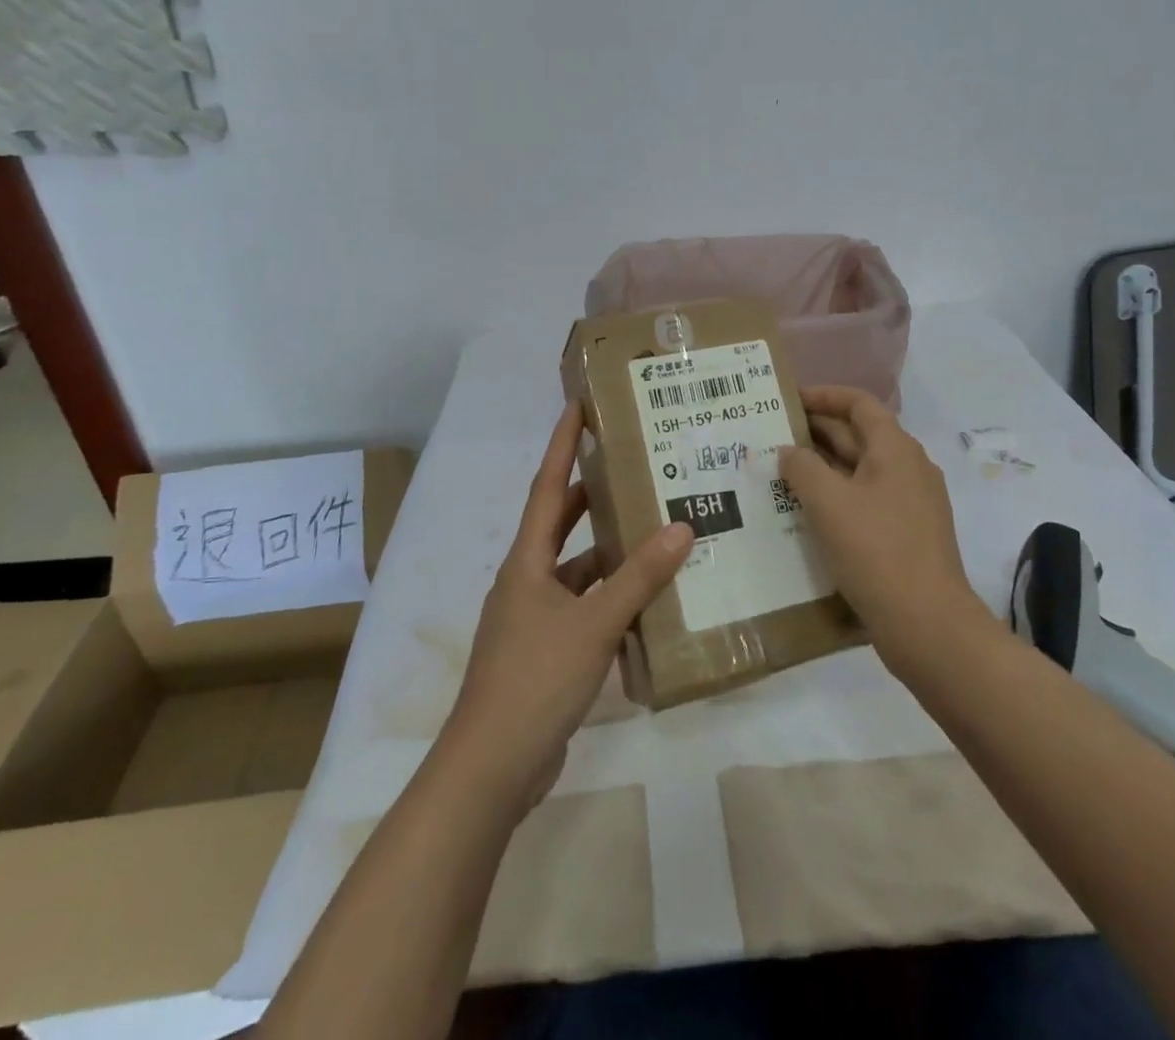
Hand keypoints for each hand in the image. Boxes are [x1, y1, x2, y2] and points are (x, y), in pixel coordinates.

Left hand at [440, 403, 694, 808]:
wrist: (492, 768)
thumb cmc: (534, 680)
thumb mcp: (592, 624)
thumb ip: (638, 578)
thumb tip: (681, 526)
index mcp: (526, 562)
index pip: (545, 487)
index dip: (562, 445)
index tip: (578, 407)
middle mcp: (527, 581)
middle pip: (561, 525)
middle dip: (591, 495)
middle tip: (632, 466)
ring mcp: (534, 619)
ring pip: (578, 571)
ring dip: (611, 555)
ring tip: (656, 532)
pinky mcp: (547, 652)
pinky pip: (585, 609)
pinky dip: (612, 599)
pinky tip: (648, 601)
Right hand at [778, 386, 980, 677]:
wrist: (927, 625)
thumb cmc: (875, 550)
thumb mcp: (828, 502)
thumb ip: (802, 467)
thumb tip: (789, 451)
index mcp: (896, 449)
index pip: (859, 404)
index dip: (824, 395)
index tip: (788, 401)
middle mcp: (909, 468)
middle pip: (860, 435)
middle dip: (817, 432)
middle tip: (772, 437)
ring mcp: (912, 504)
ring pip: (861, 471)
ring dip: (823, 467)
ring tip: (781, 474)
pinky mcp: (907, 535)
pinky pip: (867, 501)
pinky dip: (837, 497)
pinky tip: (807, 514)